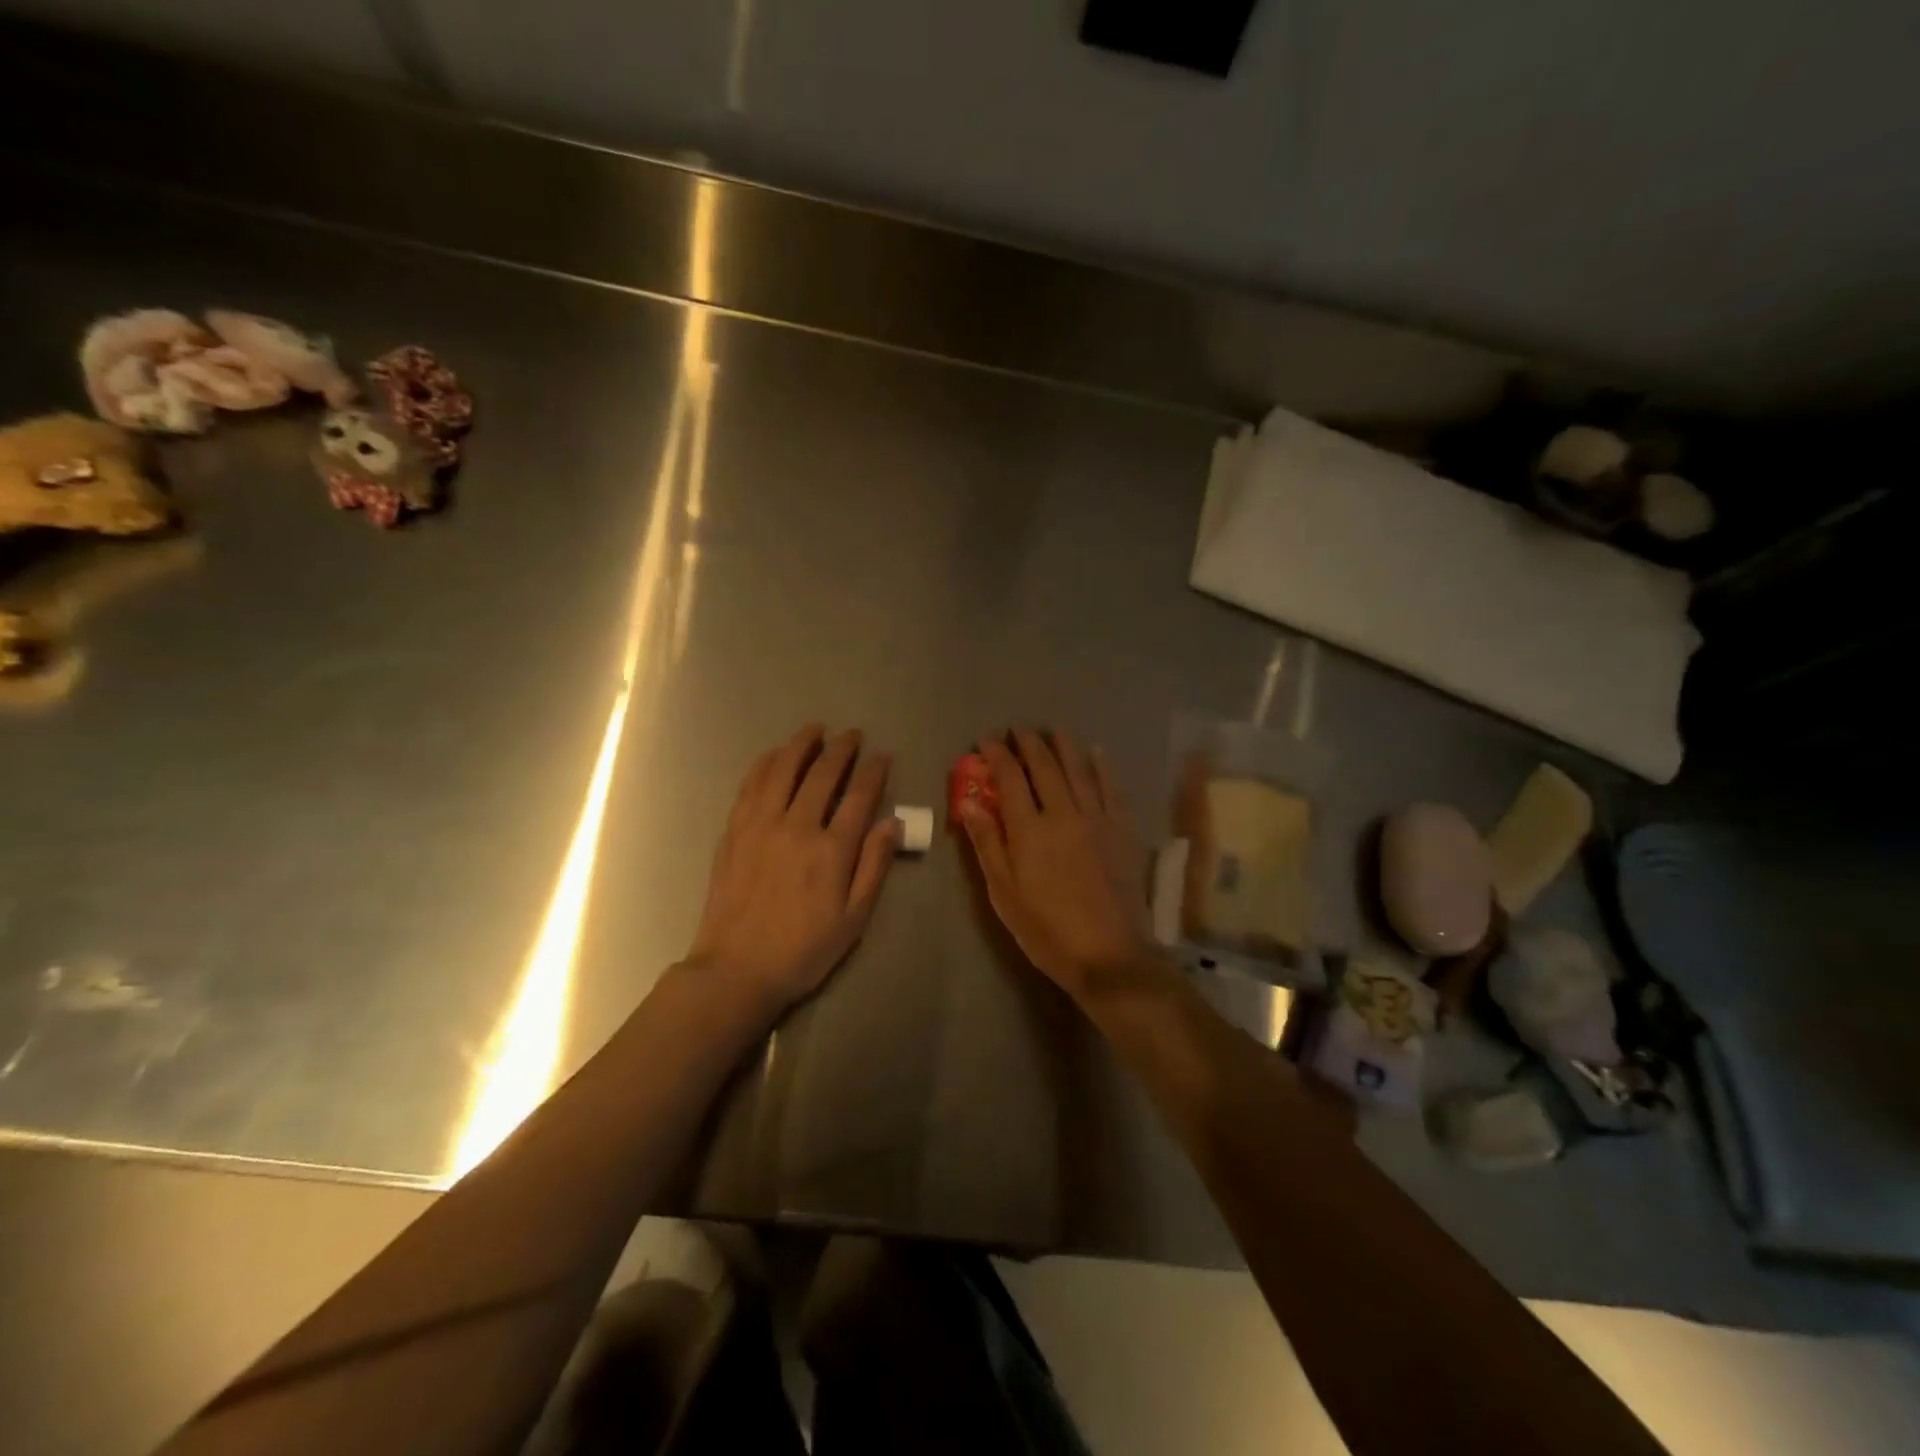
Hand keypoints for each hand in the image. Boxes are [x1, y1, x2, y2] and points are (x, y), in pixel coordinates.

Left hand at [686, 725, 898, 1015]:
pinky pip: (751, 785)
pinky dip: (765, 763)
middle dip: (842, 749)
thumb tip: (891, 823)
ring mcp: (761, 825)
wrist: (736, 969)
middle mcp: (797, 826)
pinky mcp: (735, 830)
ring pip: (784, 770)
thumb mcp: (853, 919)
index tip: (883, 755)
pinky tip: (774, 753)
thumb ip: (874, 867)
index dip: (874, 771)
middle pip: (823, 774)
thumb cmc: (803, 950)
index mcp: (831, 850)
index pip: (859, 797)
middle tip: (853, 735)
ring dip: (802, 744)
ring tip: (816, 729)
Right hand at [957, 728, 1157, 999]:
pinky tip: (1096, 753)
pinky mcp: (1122, 830)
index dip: (997, 754)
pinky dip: (1102, 766)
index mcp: (1030, 829)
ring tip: (1053, 731)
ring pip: (1079, 769)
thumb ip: (987, 843)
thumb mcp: (1004, 893)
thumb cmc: (1046, 929)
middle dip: (1029, 743)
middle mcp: (1064, 813)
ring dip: (1064, 746)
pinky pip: (1112, 788)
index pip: (1010, 778)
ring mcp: (1097, 818)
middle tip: (1018, 730)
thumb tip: (970, 802)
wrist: (1109, 954)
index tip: (987, 740)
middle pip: (1045, 766)